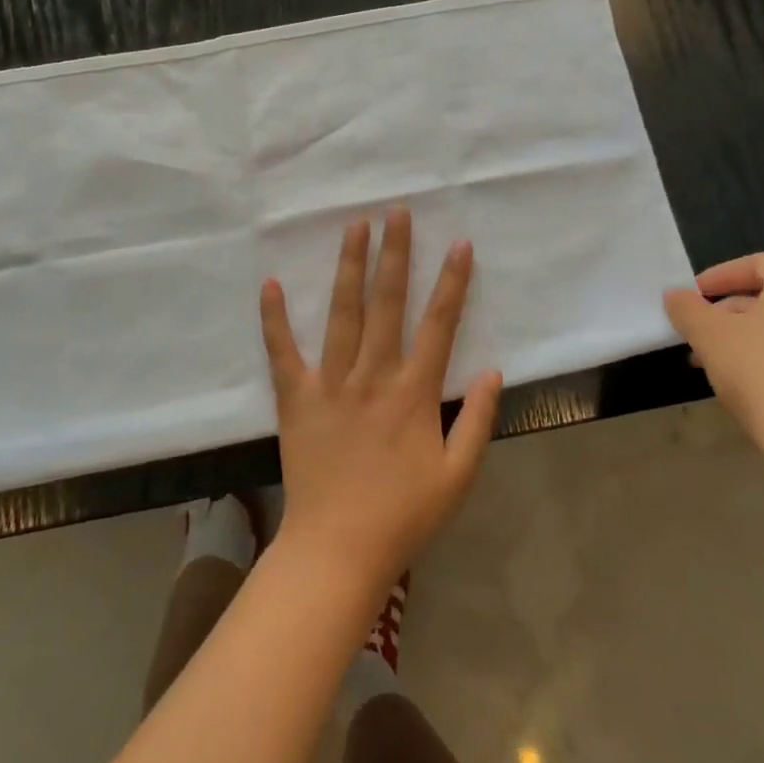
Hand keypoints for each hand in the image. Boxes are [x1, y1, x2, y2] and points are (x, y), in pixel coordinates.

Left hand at [260, 207, 502, 593]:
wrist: (337, 550)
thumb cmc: (403, 515)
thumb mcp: (458, 476)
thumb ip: (479, 421)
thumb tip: (492, 370)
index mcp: (414, 393)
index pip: (439, 325)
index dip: (452, 283)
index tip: (459, 244)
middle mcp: (373, 376)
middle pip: (387, 303)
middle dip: (395, 254)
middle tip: (396, 212)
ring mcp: (331, 384)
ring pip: (343, 313)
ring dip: (349, 267)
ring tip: (354, 226)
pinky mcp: (296, 398)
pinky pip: (283, 352)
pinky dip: (275, 318)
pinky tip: (270, 282)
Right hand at [664, 253, 763, 488]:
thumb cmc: (763, 378)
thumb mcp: (710, 338)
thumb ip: (687, 309)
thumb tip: (675, 295)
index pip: (759, 263)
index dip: (720, 275)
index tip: (693, 295)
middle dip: (729, 309)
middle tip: (698, 329)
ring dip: (747, 335)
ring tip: (714, 360)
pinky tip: (747, 382)